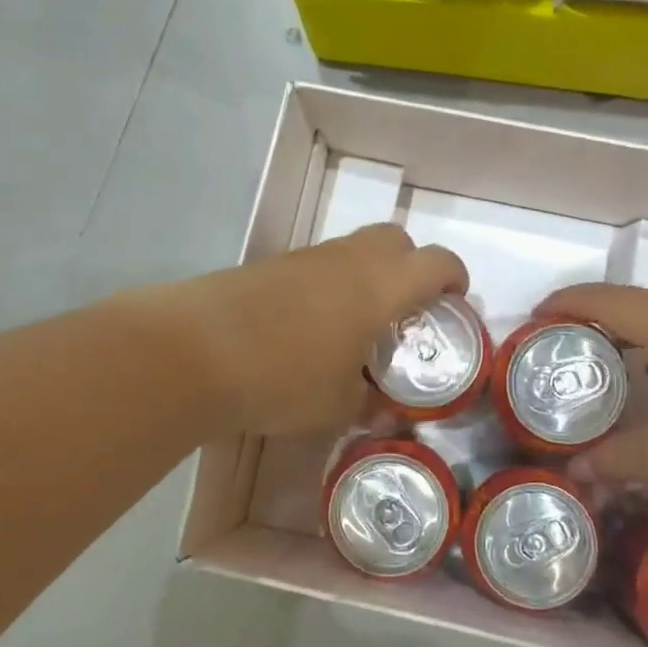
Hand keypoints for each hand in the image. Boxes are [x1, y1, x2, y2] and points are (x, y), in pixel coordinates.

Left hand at [143, 224, 467, 436]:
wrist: (193, 351)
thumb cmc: (282, 378)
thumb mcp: (336, 405)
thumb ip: (369, 402)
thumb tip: (381, 407)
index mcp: (380, 286)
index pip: (436, 262)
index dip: (455, 278)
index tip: (455, 302)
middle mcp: (347, 260)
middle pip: (395, 239)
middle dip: (411, 266)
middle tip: (404, 311)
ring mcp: (304, 257)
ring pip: (352, 250)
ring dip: (366, 276)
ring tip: (354, 326)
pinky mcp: (269, 265)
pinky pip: (315, 266)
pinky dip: (327, 286)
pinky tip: (308, 328)